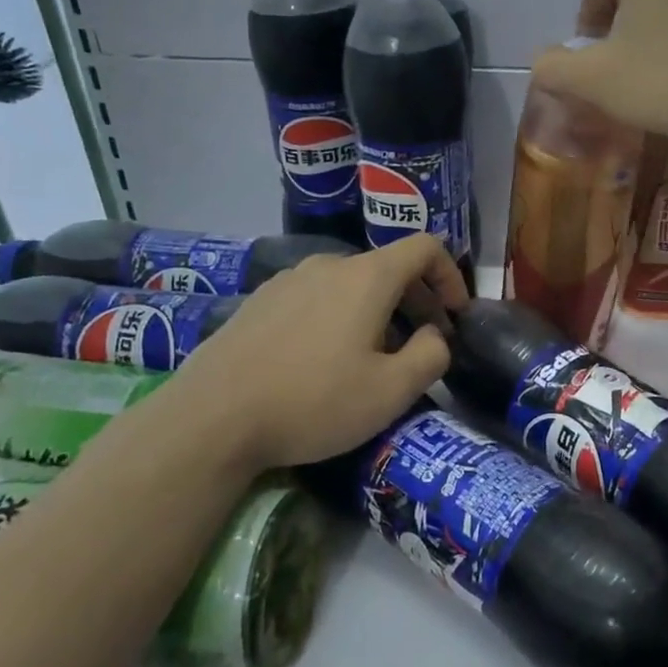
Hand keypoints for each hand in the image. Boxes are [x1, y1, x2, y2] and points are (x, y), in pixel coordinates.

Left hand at [161, 236, 467, 471]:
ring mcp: (288, 281)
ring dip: (378, 311)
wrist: (211, 418)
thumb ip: (431, 355)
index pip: (425, 247)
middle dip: (418, 301)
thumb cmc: (314, 401)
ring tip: (374, 357)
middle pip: (388, 267)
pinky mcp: (259, 302)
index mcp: (367, 277)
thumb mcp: (392, 391)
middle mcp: (328, 265)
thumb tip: (434, 336)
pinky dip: (339, 317)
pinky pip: (316, 298)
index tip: (456, 315)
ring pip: (351, 285)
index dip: (451, 276)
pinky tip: (324, 360)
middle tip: (424, 344)